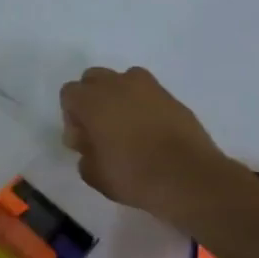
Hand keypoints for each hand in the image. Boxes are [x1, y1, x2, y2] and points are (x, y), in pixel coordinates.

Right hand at [59, 66, 254, 223]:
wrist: (189, 178)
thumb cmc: (134, 176)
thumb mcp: (93, 174)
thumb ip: (84, 154)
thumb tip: (90, 144)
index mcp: (92, 101)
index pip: (69, 93)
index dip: (71, 116)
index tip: (82, 140)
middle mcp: (117, 85)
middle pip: (93, 78)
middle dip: (92, 99)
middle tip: (100, 129)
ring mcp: (148, 88)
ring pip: (123, 80)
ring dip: (118, 97)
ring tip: (127, 126)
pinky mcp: (172, 97)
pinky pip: (148, 93)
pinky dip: (144, 105)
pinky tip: (150, 131)